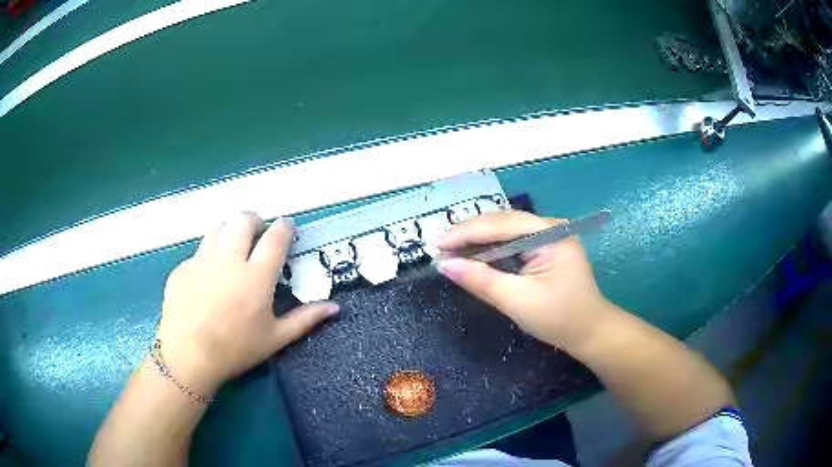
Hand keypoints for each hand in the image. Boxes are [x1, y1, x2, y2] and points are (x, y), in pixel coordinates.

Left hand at [157, 213, 338, 395]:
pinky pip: (198, 250)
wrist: (188, 356)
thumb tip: (336, 307)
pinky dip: (208, 254)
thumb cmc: (236, 350)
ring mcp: (202, 260)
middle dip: (256, 220)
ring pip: (219, 227)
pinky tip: (208, 276)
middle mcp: (229, 260)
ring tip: (233, 247)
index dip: (285, 227)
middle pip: (244, 220)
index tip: (288, 226)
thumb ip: (306, 319)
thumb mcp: (275, 338)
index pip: (275, 238)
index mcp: (256, 277)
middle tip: (258, 234)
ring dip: (230, 231)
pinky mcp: (183, 267)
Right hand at [435, 210, 610, 350]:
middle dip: (469, 234)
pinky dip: (490, 249)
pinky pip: (512, 243)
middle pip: (502, 223)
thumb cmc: (558, 318)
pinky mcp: (544, 249)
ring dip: (477, 240)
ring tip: (449, 249)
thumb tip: (443, 264)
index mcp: (550, 233)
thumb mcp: (516, 300)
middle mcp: (549, 227)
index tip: (436, 244)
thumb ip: (480, 279)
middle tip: (439, 247)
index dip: (465, 233)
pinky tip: (473, 254)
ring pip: (505, 231)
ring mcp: (548, 236)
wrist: (589, 333)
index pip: (501, 225)